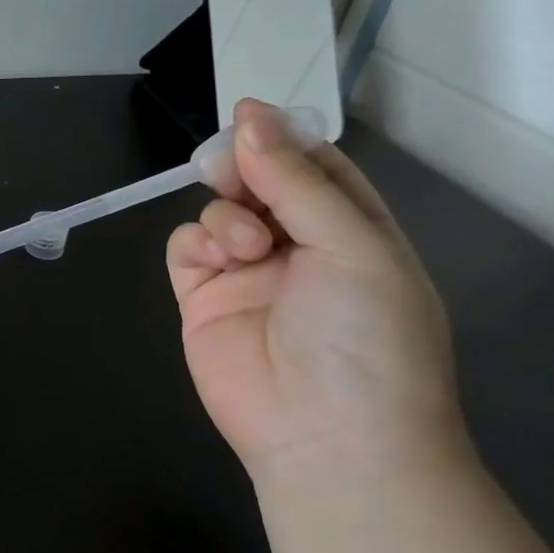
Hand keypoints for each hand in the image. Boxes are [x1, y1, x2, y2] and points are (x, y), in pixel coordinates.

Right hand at [166, 99, 462, 478]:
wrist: (327, 438)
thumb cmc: (365, 337)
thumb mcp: (352, 246)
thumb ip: (296, 180)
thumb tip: (250, 115)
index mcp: (353, 232)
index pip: (316, 168)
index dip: (284, 139)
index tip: (248, 114)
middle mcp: (299, 248)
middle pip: (260, 184)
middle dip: (244, 168)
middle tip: (229, 167)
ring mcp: (247, 275)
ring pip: (219, 211)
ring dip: (227, 215)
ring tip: (246, 247)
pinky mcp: (202, 300)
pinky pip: (187, 249)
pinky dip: (197, 243)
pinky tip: (217, 261)